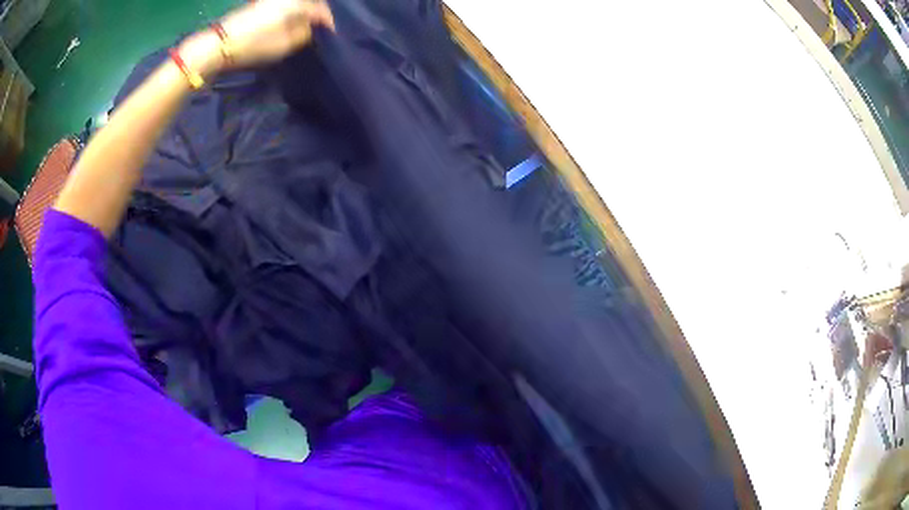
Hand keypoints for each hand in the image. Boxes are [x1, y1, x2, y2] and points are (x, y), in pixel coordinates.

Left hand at [181, 0, 334, 75]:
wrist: (219, 44)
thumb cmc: (254, 44)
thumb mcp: (285, 44)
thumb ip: (305, 34)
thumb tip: (313, 28)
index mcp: (297, 3)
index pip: (321, 9)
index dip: (328, 22)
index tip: (330, 35)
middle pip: (310, 1)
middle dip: (317, 12)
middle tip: (320, 26)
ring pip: (296, 1)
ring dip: (305, 9)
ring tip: (306, 23)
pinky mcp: (260, 3)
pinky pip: (284, 3)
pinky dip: (292, 9)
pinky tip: (290, 20)